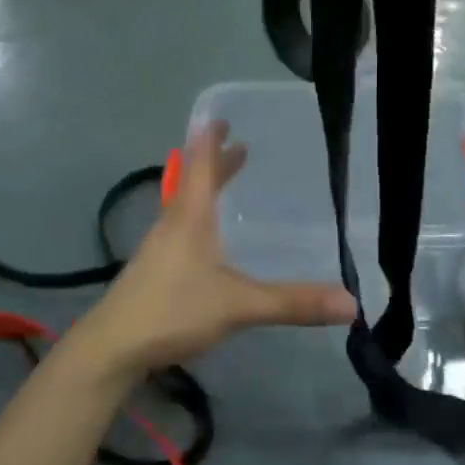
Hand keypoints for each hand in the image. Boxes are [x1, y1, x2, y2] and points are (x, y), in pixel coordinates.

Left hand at [81, 124, 356, 373]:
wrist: (113, 347)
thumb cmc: (173, 310)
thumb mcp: (239, 306)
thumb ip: (292, 303)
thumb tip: (351, 304)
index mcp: (190, 218)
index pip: (200, 166)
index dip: (211, 141)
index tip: (220, 117)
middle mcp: (172, 225)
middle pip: (192, 182)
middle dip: (214, 162)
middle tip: (236, 145)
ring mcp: (158, 249)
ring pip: (184, 207)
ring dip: (204, 189)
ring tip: (224, 184)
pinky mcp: (153, 272)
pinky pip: (180, 231)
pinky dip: (197, 218)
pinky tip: (206, 241)